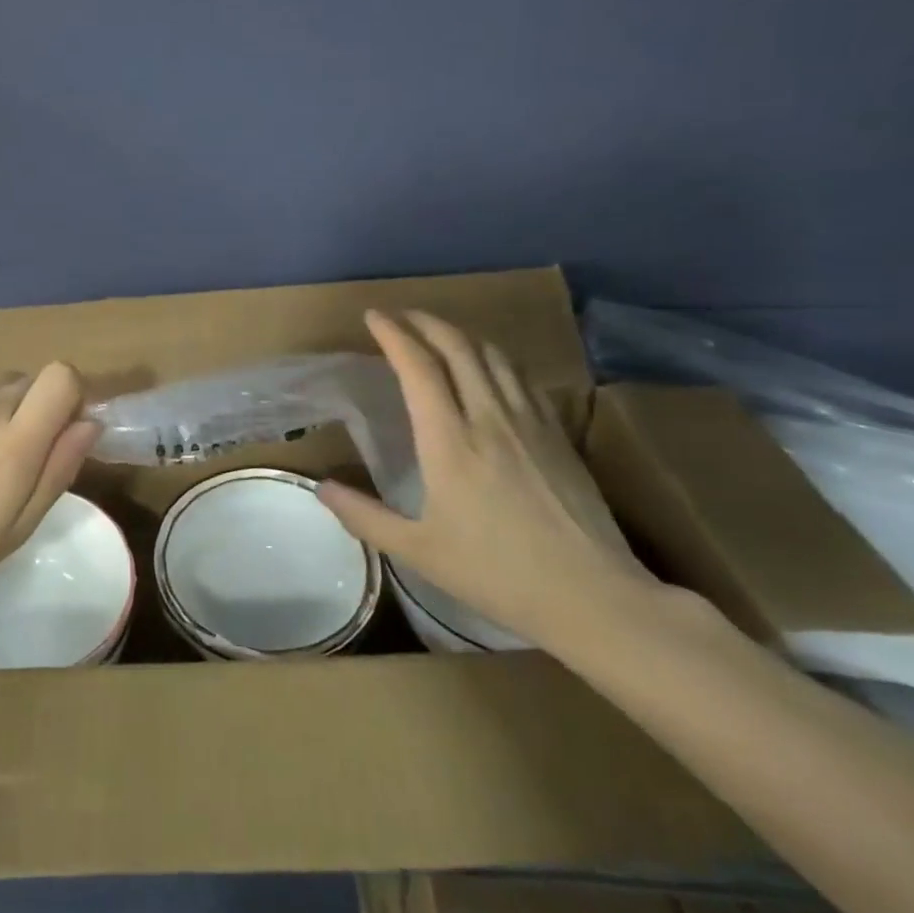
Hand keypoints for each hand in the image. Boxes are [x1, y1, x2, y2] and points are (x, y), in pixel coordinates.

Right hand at [317, 310, 654, 651]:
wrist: (594, 596)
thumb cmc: (496, 574)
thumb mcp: (418, 551)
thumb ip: (364, 516)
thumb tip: (320, 487)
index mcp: (450, 440)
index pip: (418, 366)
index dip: (393, 334)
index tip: (373, 316)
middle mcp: (489, 416)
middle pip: (458, 346)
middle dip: (425, 322)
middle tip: (401, 316)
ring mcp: (530, 421)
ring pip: (494, 355)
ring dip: (461, 335)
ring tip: (440, 335)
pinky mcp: (559, 433)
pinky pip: (522, 377)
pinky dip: (496, 359)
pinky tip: (491, 370)